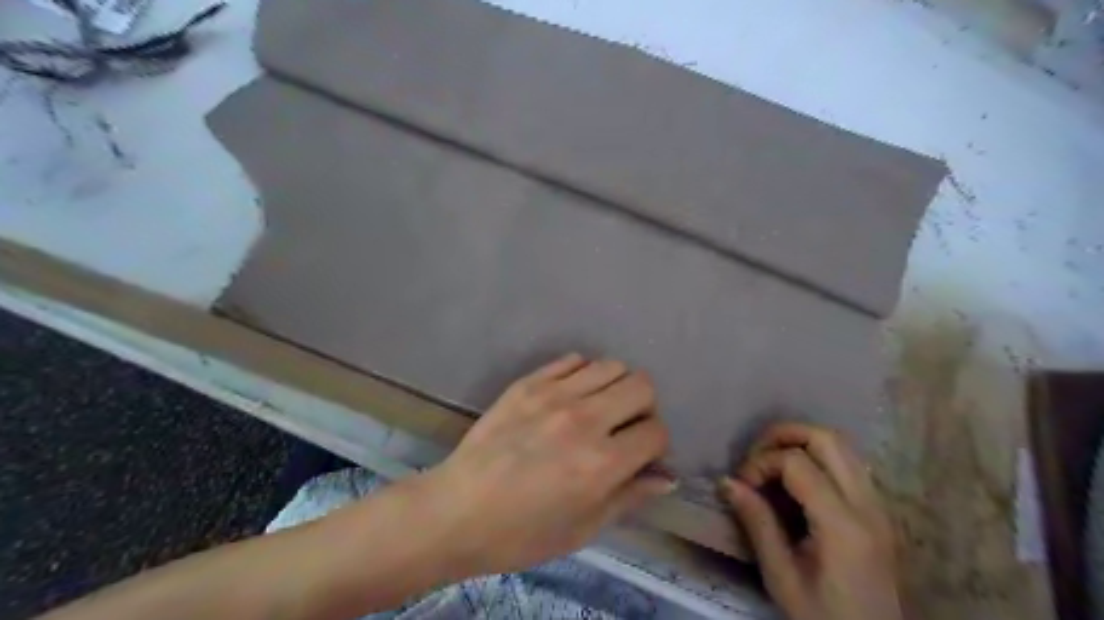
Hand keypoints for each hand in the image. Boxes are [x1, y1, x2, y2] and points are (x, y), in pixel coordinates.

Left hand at [419, 356, 672, 577]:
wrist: (457, 511)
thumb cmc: (521, 533)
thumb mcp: (583, 528)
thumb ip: (629, 496)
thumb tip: (666, 478)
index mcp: (602, 462)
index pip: (656, 431)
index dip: (656, 445)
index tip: (641, 455)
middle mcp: (584, 419)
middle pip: (641, 385)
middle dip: (643, 407)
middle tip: (624, 427)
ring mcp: (554, 395)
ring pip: (611, 365)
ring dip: (615, 387)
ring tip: (598, 409)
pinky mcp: (528, 383)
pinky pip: (573, 360)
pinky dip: (582, 374)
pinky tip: (570, 396)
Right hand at [721, 424, 899, 619]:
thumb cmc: (822, 617)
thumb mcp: (781, 576)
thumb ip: (757, 523)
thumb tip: (727, 481)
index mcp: (843, 526)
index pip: (797, 462)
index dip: (762, 463)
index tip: (742, 485)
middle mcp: (868, 506)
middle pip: (828, 438)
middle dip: (784, 435)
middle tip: (755, 455)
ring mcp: (879, 506)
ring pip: (843, 445)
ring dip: (802, 442)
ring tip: (772, 463)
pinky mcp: (879, 511)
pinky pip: (849, 463)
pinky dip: (819, 457)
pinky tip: (797, 481)